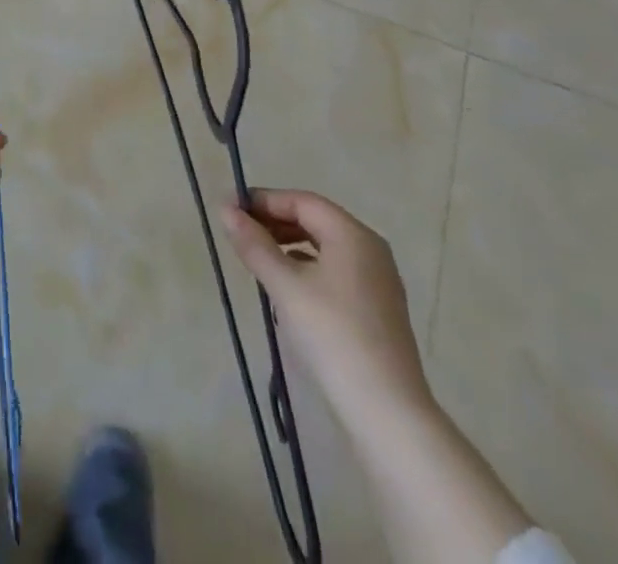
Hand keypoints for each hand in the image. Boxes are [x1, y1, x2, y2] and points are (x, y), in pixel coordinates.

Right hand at [222, 190, 536, 563]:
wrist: (392, 418)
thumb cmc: (337, 341)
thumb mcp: (286, 287)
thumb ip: (254, 246)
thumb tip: (226, 209)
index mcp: (352, 236)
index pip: (303, 201)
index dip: (266, 199)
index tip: (233, 208)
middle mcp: (369, 251)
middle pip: (314, 222)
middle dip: (276, 223)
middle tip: (240, 235)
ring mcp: (377, 285)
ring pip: (323, 250)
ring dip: (290, 250)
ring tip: (257, 266)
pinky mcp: (377, 315)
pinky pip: (333, 274)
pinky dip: (306, 273)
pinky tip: (287, 298)